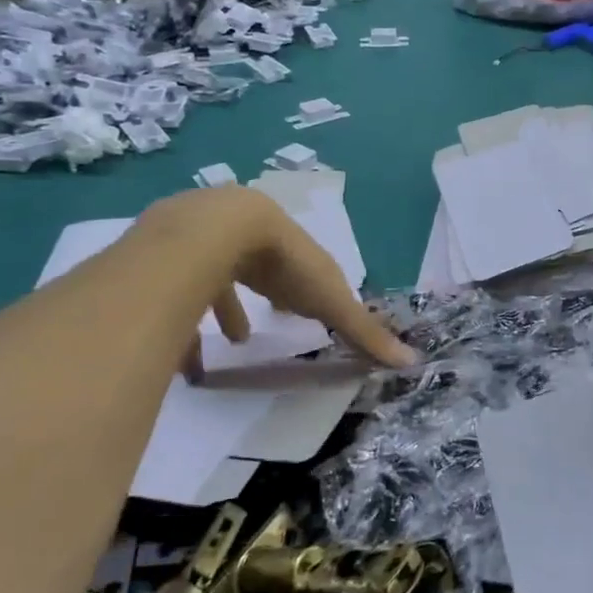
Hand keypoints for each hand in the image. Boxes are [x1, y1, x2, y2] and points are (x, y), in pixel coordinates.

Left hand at [138, 188, 418, 379]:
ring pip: (227, 275)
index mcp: (296, 248)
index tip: (317, 311)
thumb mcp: (329, 301)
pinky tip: (191, 354)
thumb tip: (413, 363)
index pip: (312, 270)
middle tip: (278, 315)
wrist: (218, 230)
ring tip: (238, 339)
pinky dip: (194, 319)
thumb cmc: (284, 263)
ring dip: (234, 307)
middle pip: (270, 268)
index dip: (318, 291)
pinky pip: (186, 288)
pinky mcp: (179, 252)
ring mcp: (217, 242)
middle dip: (275, 291)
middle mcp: (259, 240)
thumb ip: (363, 331)